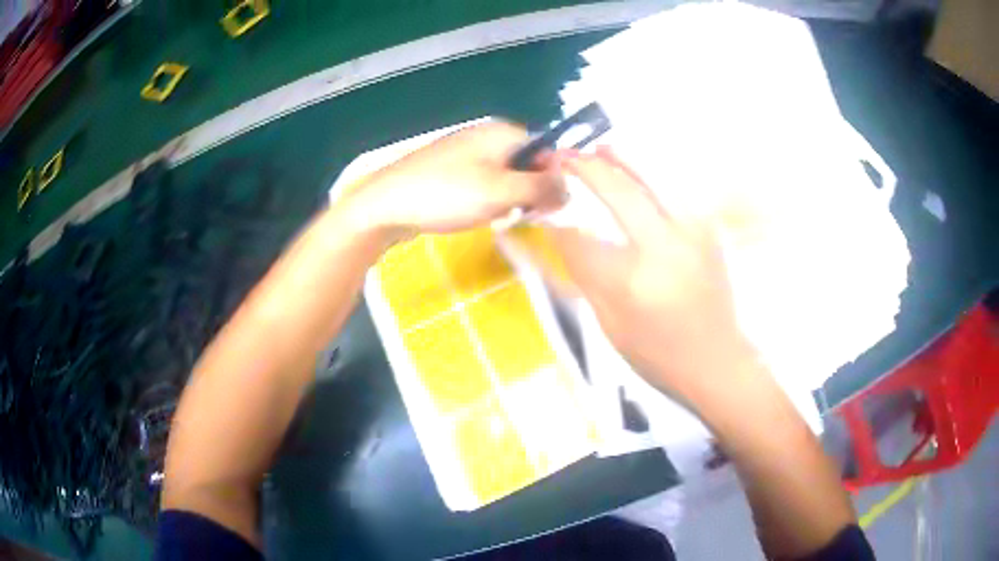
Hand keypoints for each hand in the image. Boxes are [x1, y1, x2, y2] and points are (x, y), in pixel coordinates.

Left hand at [348, 121, 564, 240]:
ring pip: (506, 177)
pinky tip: (475, 214)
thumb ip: (542, 188)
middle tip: (514, 214)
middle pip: (527, 164)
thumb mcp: (502, 191)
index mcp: (502, 132)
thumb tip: (569, 189)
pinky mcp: (451, 171)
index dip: (551, 180)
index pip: (547, 151)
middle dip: (528, 192)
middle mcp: (486, 136)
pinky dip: (487, 200)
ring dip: (508, 200)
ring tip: (492, 216)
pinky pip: (484, 184)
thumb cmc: (446, 194)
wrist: (385, 206)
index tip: (544, 207)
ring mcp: (466, 153)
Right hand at [546, 147, 759, 403]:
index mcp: (633, 280)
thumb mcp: (610, 323)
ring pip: (653, 178)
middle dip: (587, 168)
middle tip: (565, 155)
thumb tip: (562, 232)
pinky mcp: (708, 229)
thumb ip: (586, 273)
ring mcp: (692, 232)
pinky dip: (651, 176)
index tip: (544, 207)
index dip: (558, 220)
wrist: (716, 360)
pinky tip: (637, 172)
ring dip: (622, 159)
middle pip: (619, 191)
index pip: (582, 238)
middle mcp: (665, 246)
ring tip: (600, 149)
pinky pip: (674, 190)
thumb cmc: (658, 353)